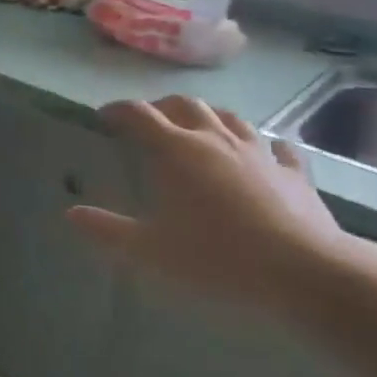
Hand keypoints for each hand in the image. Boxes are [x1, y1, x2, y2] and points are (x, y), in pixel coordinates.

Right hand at [67, 96, 345, 315]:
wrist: (305, 271)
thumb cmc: (218, 257)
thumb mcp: (151, 250)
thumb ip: (109, 230)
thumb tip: (71, 214)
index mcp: (175, 150)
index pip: (138, 114)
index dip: (118, 110)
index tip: (104, 116)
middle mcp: (214, 138)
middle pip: (183, 105)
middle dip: (161, 107)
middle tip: (149, 121)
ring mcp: (258, 151)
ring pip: (228, 117)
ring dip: (208, 115)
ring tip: (199, 127)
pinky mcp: (294, 171)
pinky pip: (278, 147)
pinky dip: (266, 144)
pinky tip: (268, 150)